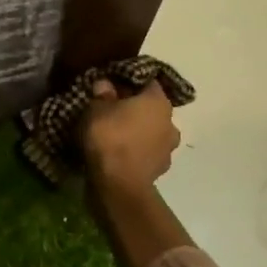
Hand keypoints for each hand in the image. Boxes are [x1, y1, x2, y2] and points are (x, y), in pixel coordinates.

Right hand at [80, 80, 180, 198]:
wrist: (119, 185)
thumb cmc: (109, 136)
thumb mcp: (96, 108)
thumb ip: (102, 94)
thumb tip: (105, 85)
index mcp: (158, 101)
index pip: (148, 81)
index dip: (129, 81)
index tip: (112, 83)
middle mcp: (170, 122)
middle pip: (151, 107)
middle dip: (134, 107)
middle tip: (111, 108)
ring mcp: (168, 148)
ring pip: (151, 131)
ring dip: (137, 130)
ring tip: (115, 132)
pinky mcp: (161, 169)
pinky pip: (147, 151)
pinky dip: (136, 149)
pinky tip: (119, 151)